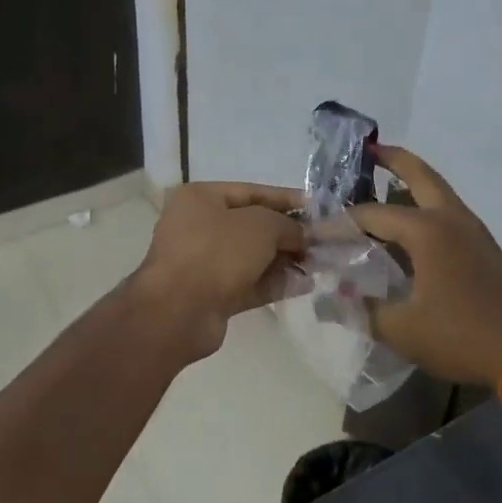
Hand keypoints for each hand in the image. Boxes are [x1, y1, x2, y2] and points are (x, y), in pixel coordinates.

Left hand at [128, 181, 306, 361]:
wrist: (178, 310)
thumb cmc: (217, 252)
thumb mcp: (260, 226)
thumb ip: (287, 225)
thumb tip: (302, 235)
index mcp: (201, 199)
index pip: (251, 192)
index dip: (286, 199)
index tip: (317, 208)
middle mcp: (198, 227)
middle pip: (252, 226)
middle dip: (288, 234)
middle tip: (322, 242)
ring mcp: (203, 263)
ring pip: (252, 257)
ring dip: (285, 260)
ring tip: (320, 264)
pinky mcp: (211, 294)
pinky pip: (249, 283)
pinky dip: (274, 283)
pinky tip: (305, 285)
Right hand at [351, 147, 501, 387]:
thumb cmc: (462, 335)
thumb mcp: (403, 330)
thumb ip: (363, 311)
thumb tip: (334, 298)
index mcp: (427, 231)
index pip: (371, 215)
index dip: (339, 223)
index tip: (315, 232)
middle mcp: (450, 219)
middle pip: (419, 175)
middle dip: (392, 159)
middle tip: (368, 150)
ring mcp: (473, 230)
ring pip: (438, 192)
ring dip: (412, 182)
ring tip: (384, 186)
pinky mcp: (485, 247)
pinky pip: (448, 213)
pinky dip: (426, 207)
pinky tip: (411, 231)